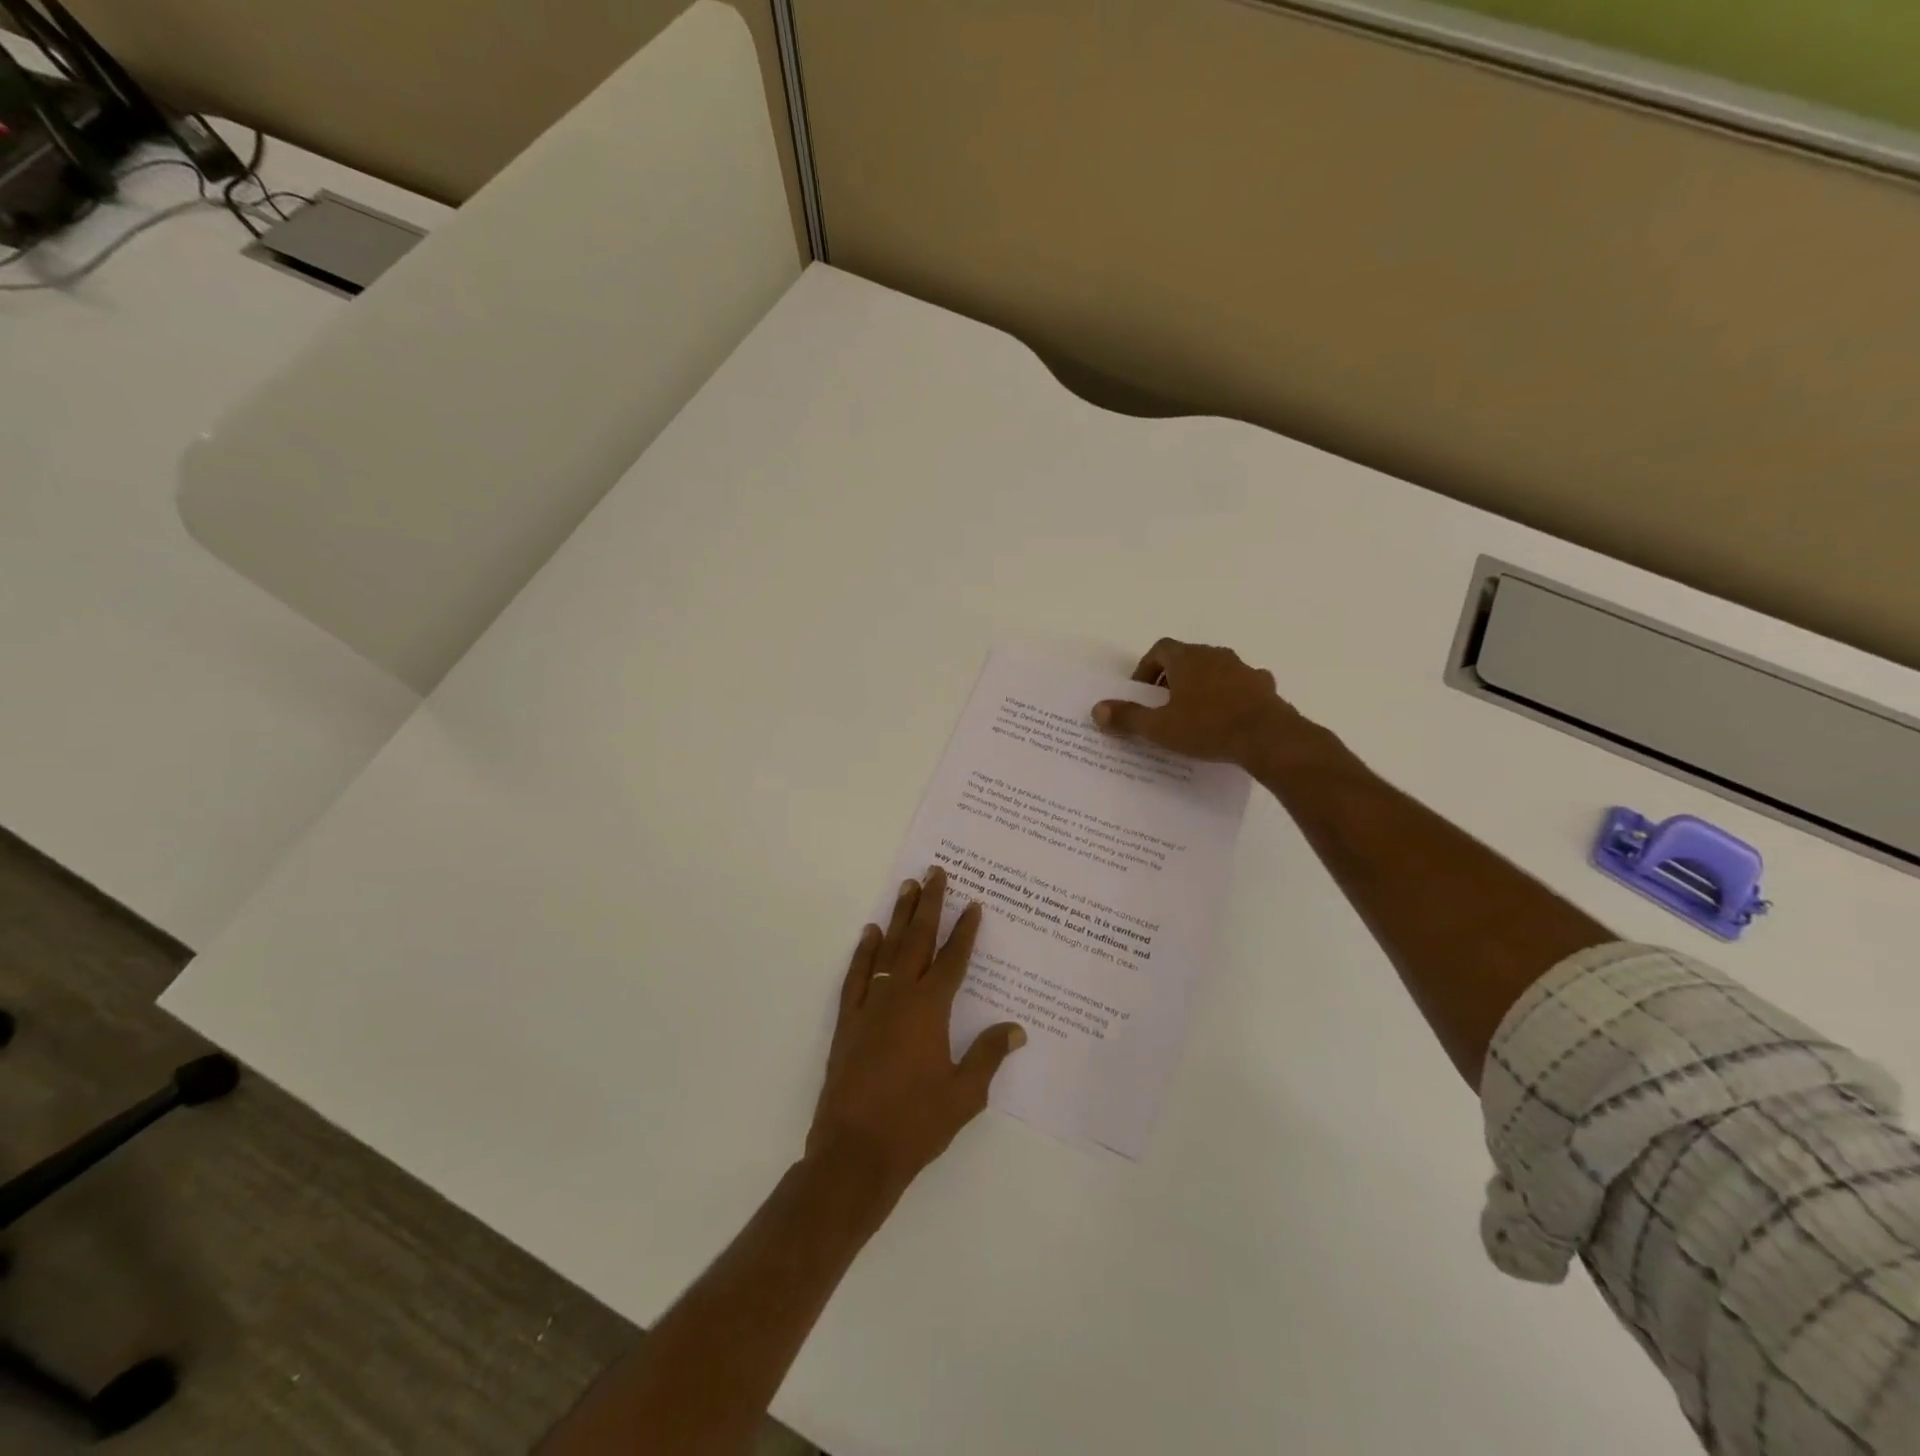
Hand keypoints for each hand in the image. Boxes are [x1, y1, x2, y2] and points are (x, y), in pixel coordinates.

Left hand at [808, 867, 1027, 1193]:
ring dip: (898, 917)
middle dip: (929, 904)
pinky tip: (869, 933)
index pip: (952, 960)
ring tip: (906, 887)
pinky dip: (864, 951)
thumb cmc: (916, 1124)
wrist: (854, 1152)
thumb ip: (988, 1056)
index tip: (973, 904)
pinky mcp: (848, 1020)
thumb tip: (1015, 1028)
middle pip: (918, 940)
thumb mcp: (964, 1095)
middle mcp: (900, 996)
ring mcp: (870, 1005)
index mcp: (930, 1010)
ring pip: (887, 949)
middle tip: (935, 872)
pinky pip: (857, 974)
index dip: (965, 931)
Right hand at [1091, 638, 1303, 769]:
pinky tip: (1228, 716)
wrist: (1268, 737)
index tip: (1141, 693)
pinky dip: (1230, 695)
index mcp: (1187, 658)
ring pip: (1214, 670)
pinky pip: (1241, 684)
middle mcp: (1215, 655)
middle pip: (1187, 658)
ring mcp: (1243, 668)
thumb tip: (1097, 709)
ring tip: (1194, 714)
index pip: (1160, 649)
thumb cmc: (1207, 727)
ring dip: (1201, 685)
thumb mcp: (1160, 727)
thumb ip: (1127, 717)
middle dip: (1172, 678)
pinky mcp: (1263, 686)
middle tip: (1163, 706)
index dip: (1147, 668)